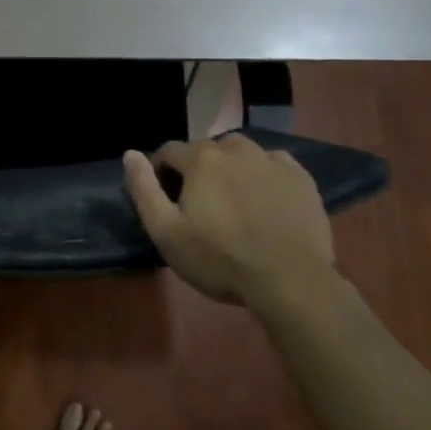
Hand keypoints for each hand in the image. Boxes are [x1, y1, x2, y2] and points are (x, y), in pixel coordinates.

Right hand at [122, 134, 332, 306]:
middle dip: (197, 170)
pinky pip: (273, 164)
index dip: (161, 171)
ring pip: (240, 153)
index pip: (169, 150)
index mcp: (201, 159)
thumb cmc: (220, 259)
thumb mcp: (167, 232)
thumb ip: (144, 189)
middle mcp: (235, 148)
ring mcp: (271, 160)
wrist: (290, 281)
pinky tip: (265, 201)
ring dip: (231, 167)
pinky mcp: (300, 177)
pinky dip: (264, 175)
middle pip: (206, 150)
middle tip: (201, 205)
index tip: (166, 197)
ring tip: (234, 200)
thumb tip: (129, 154)